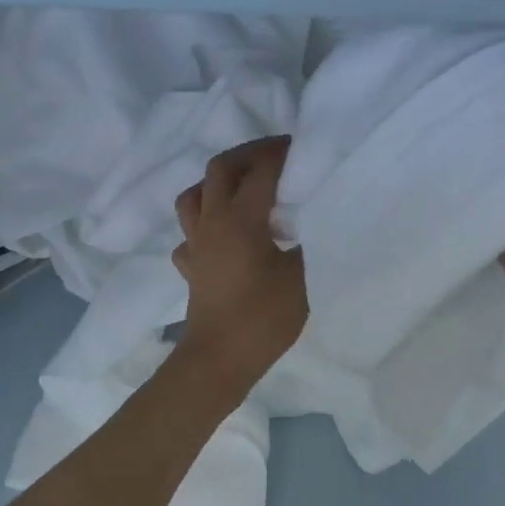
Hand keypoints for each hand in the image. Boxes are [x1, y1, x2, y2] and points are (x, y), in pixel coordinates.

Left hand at [173, 136, 307, 384]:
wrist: (219, 359)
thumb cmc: (263, 317)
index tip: (302, 146)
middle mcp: (211, 221)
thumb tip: (315, 221)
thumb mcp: (302, 278)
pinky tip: (221, 235)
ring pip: (194, 195)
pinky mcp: (189, 266)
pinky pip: (190, 232)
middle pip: (220, 169)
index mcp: (240, 218)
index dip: (281, 153)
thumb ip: (310, 243)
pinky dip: (205, 222)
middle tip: (275, 156)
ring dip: (218, 182)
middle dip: (248, 154)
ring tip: (243, 188)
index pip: (261, 170)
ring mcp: (195, 243)